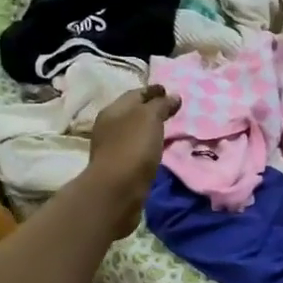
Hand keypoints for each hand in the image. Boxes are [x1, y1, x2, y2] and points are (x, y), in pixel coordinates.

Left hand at [84, 85, 179, 236]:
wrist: (117, 191)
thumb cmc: (132, 148)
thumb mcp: (149, 118)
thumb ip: (161, 105)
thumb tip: (173, 96)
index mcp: (113, 111)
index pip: (135, 94)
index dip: (153, 91)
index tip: (171, 91)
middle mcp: (109, 127)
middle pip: (133, 113)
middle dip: (151, 110)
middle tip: (172, 110)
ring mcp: (112, 149)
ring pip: (134, 133)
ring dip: (149, 130)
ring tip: (169, 130)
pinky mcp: (119, 169)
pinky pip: (137, 151)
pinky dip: (148, 146)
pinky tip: (158, 150)